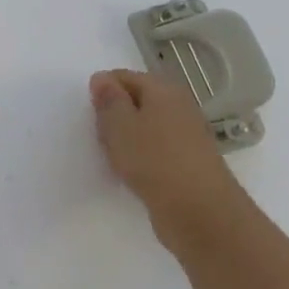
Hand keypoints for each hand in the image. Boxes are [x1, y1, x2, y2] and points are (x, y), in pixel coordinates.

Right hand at [89, 68, 250, 248]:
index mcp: (164, 90)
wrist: (199, 212)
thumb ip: (109, 99)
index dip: (102, 90)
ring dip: (126, 137)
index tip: (89, 113)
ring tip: (112, 154)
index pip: (124, 76)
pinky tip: (130, 170)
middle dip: (114, 114)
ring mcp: (186, 135)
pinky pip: (155, 148)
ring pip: (145, 125)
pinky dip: (140, 155)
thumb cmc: (154, 160)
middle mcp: (179, 106)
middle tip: (98, 135)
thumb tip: (101, 78)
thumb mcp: (119, 124)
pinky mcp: (187, 162)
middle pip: (137, 100)